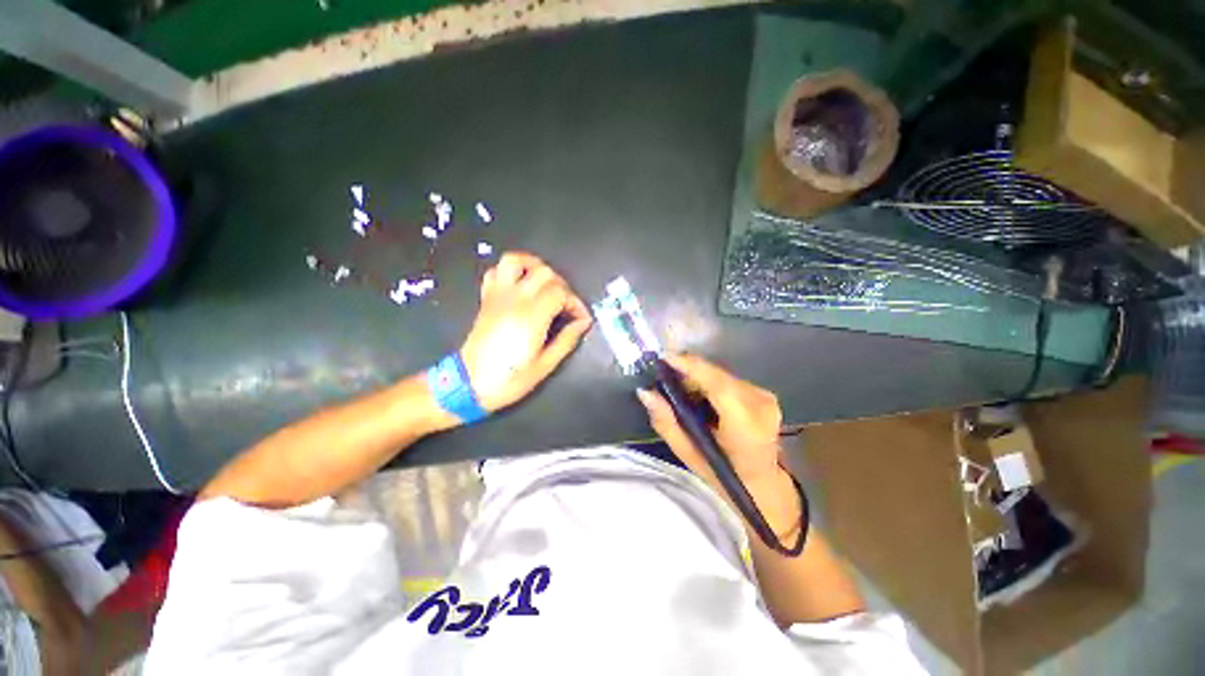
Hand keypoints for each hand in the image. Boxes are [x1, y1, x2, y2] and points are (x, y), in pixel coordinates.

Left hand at [460, 252, 591, 411]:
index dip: (576, 303)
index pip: (561, 293)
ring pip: (516, 260)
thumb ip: (567, 340)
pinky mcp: (487, 299)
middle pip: (545, 273)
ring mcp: (498, 296)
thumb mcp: (545, 365)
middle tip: (566, 306)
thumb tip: (583, 323)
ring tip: (546, 283)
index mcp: (531, 316)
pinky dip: (511, 272)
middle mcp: (514, 299)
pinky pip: (496, 271)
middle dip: (563, 286)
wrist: (468, 384)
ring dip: (535, 266)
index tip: (581, 319)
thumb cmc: (509, 379)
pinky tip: (521, 286)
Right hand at [637, 354, 783, 487]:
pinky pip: (727, 379)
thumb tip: (645, 392)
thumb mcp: (688, 454)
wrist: (762, 483)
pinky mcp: (762, 392)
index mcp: (745, 425)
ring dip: (696, 376)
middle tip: (662, 375)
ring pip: (720, 374)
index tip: (663, 358)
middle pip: (716, 374)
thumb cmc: (723, 475)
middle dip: (687, 370)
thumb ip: (666, 422)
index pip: (717, 384)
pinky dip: (708, 381)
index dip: (689, 367)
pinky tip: (696, 393)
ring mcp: (764, 395)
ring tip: (677, 387)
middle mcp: (759, 403)